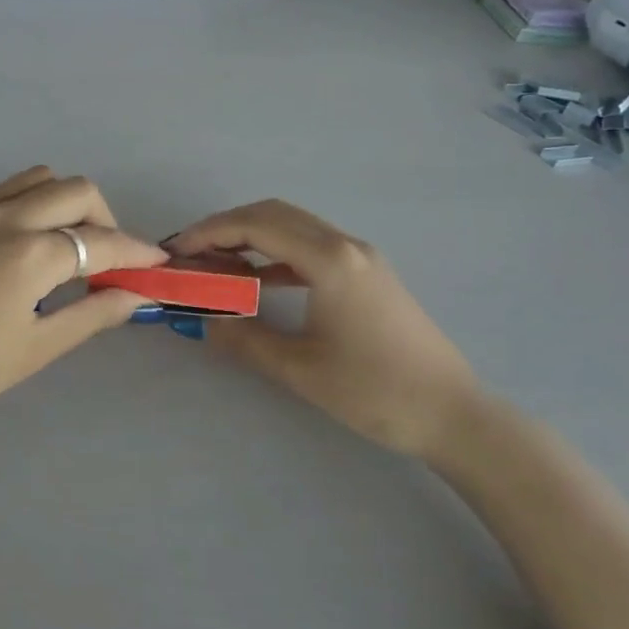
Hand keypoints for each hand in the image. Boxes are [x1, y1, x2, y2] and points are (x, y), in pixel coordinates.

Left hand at [0, 168, 165, 438]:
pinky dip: (28, 204)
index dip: (136, 252)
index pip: (101, 243)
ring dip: (65, 202)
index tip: (157, 262)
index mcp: (30, 254)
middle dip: (104, 220)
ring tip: (63, 246)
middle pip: (76, 191)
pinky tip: (19, 246)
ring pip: (37, 179)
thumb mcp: (31, 351)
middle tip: (105, 261)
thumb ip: (90, 315)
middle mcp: (4, 217)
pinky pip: (2, 191)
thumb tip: (136, 294)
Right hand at [164, 200, 481, 458]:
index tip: (175, 249)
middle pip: (273, 214)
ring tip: (216, 262)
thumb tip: (201, 317)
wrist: (453, 414)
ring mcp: (361, 256)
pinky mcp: (368, 273)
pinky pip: (311, 246)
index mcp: (329, 260)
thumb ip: (244, 337)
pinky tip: (258, 278)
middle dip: (225, 227)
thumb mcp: (299, 369)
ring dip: (251, 236)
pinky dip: (277, 253)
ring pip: (294, 226)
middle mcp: (345, 244)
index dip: (209, 232)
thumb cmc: (375, 391)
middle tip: (190, 252)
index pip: (256, 226)